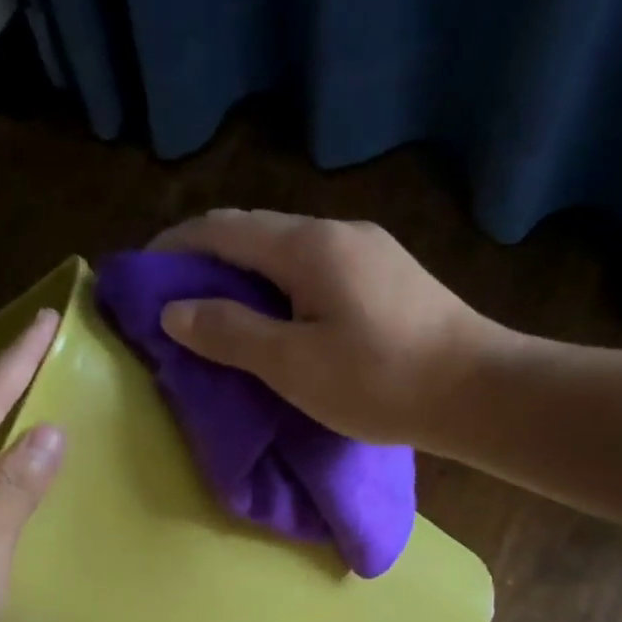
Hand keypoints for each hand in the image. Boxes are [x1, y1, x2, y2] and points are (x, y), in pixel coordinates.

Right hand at [150, 209, 499, 447]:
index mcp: (307, 246)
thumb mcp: (292, 364)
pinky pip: (316, 269)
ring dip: (247, 274)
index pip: (222, 228)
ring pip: (287, 251)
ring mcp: (370, 250)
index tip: (143, 274)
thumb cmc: (379, 381)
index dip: (175, 246)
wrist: (478, 392)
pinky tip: (282, 318)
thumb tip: (175, 310)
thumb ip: (229, 333)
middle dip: (208, 258)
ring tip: (224, 313)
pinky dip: (281, 287)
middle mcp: (337, 231)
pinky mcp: (389, 276)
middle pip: (255, 232)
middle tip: (178, 299)